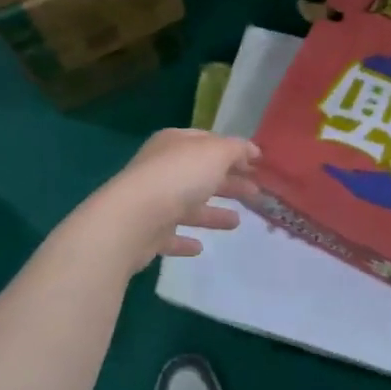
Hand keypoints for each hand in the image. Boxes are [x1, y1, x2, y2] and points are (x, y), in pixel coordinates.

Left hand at [85, 129, 259, 266]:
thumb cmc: (179, 177)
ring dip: (212, 213)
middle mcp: (162, 168)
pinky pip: (171, 234)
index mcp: (175, 143)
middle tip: (256, 193)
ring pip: (188, 206)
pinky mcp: (147, 232)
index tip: (257, 165)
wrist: (133, 219)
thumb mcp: (215, 153)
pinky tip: (200, 247)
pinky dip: (185, 240)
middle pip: (201, 174)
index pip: (208, 142)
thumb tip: (250, 150)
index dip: (233, 151)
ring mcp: (153, 201)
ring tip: (237, 222)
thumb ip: (235, 149)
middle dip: (228, 182)